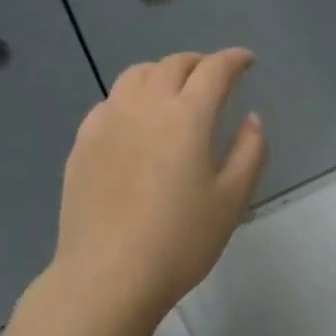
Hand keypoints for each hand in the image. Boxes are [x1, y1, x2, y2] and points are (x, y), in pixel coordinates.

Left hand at [49, 49, 267, 327]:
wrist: (108, 275)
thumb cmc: (180, 241)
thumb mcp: (231, 200)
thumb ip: (250, 151)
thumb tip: (252, 119)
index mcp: (186, 116)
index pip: (214, 70)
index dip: (234, 60)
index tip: (247, 61)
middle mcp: (144, 106)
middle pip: (173, 65)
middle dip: (199, 63)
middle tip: (214, 77)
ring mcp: (107, 122)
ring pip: (135, 76)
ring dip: (162, 73)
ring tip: (175, 90)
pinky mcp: (83, 143)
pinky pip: (110, 102)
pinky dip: (131, 97)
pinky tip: (136, 120)